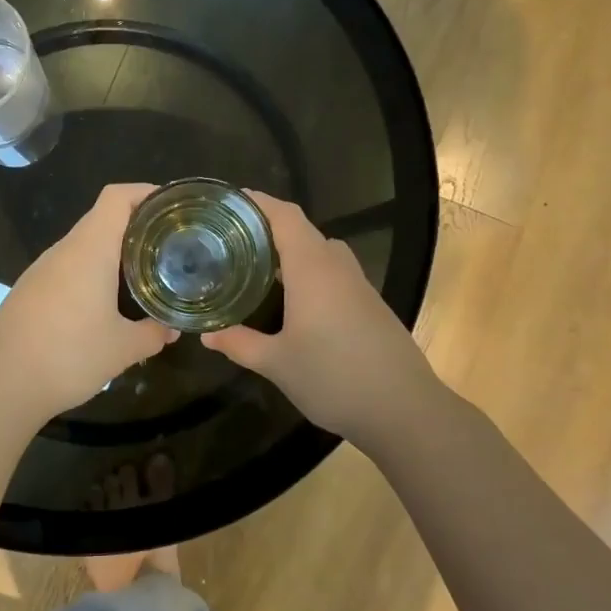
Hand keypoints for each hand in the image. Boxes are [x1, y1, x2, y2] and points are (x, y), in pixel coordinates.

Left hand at [0, 183, 176, 420]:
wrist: (0, 384)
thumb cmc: (68, 356)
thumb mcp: (122, 349)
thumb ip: (153, 333)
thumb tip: (172, 328)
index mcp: (89, 249)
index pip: (117, 197)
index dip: (146, 192)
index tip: (172, 208)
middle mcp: (64, 250)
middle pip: (103, 219)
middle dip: (137, 227)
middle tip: (168, 246)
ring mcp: (42, 269)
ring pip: (84, 245)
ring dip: (114, 253)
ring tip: (143, 275)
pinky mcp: (30, 290)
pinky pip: (68, 268)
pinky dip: (92, 273)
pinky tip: (105, 303)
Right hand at [203, 192, 441, 438]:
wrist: (404, 408)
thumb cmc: (334, 377)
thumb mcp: (277, 363)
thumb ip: (239, 343)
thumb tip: (206, 334)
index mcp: (312, 268)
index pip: (284, 216)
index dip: (258, 202)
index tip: (229, 201)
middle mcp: (336, 266)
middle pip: (301, 229)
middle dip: (267, 227)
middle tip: (231, 238)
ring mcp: (358, 284)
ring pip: (320, 250)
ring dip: (290, 249)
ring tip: (255, 264)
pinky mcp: (369, 304)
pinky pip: (332, 271)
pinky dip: (307, 270)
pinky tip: (291, 298)